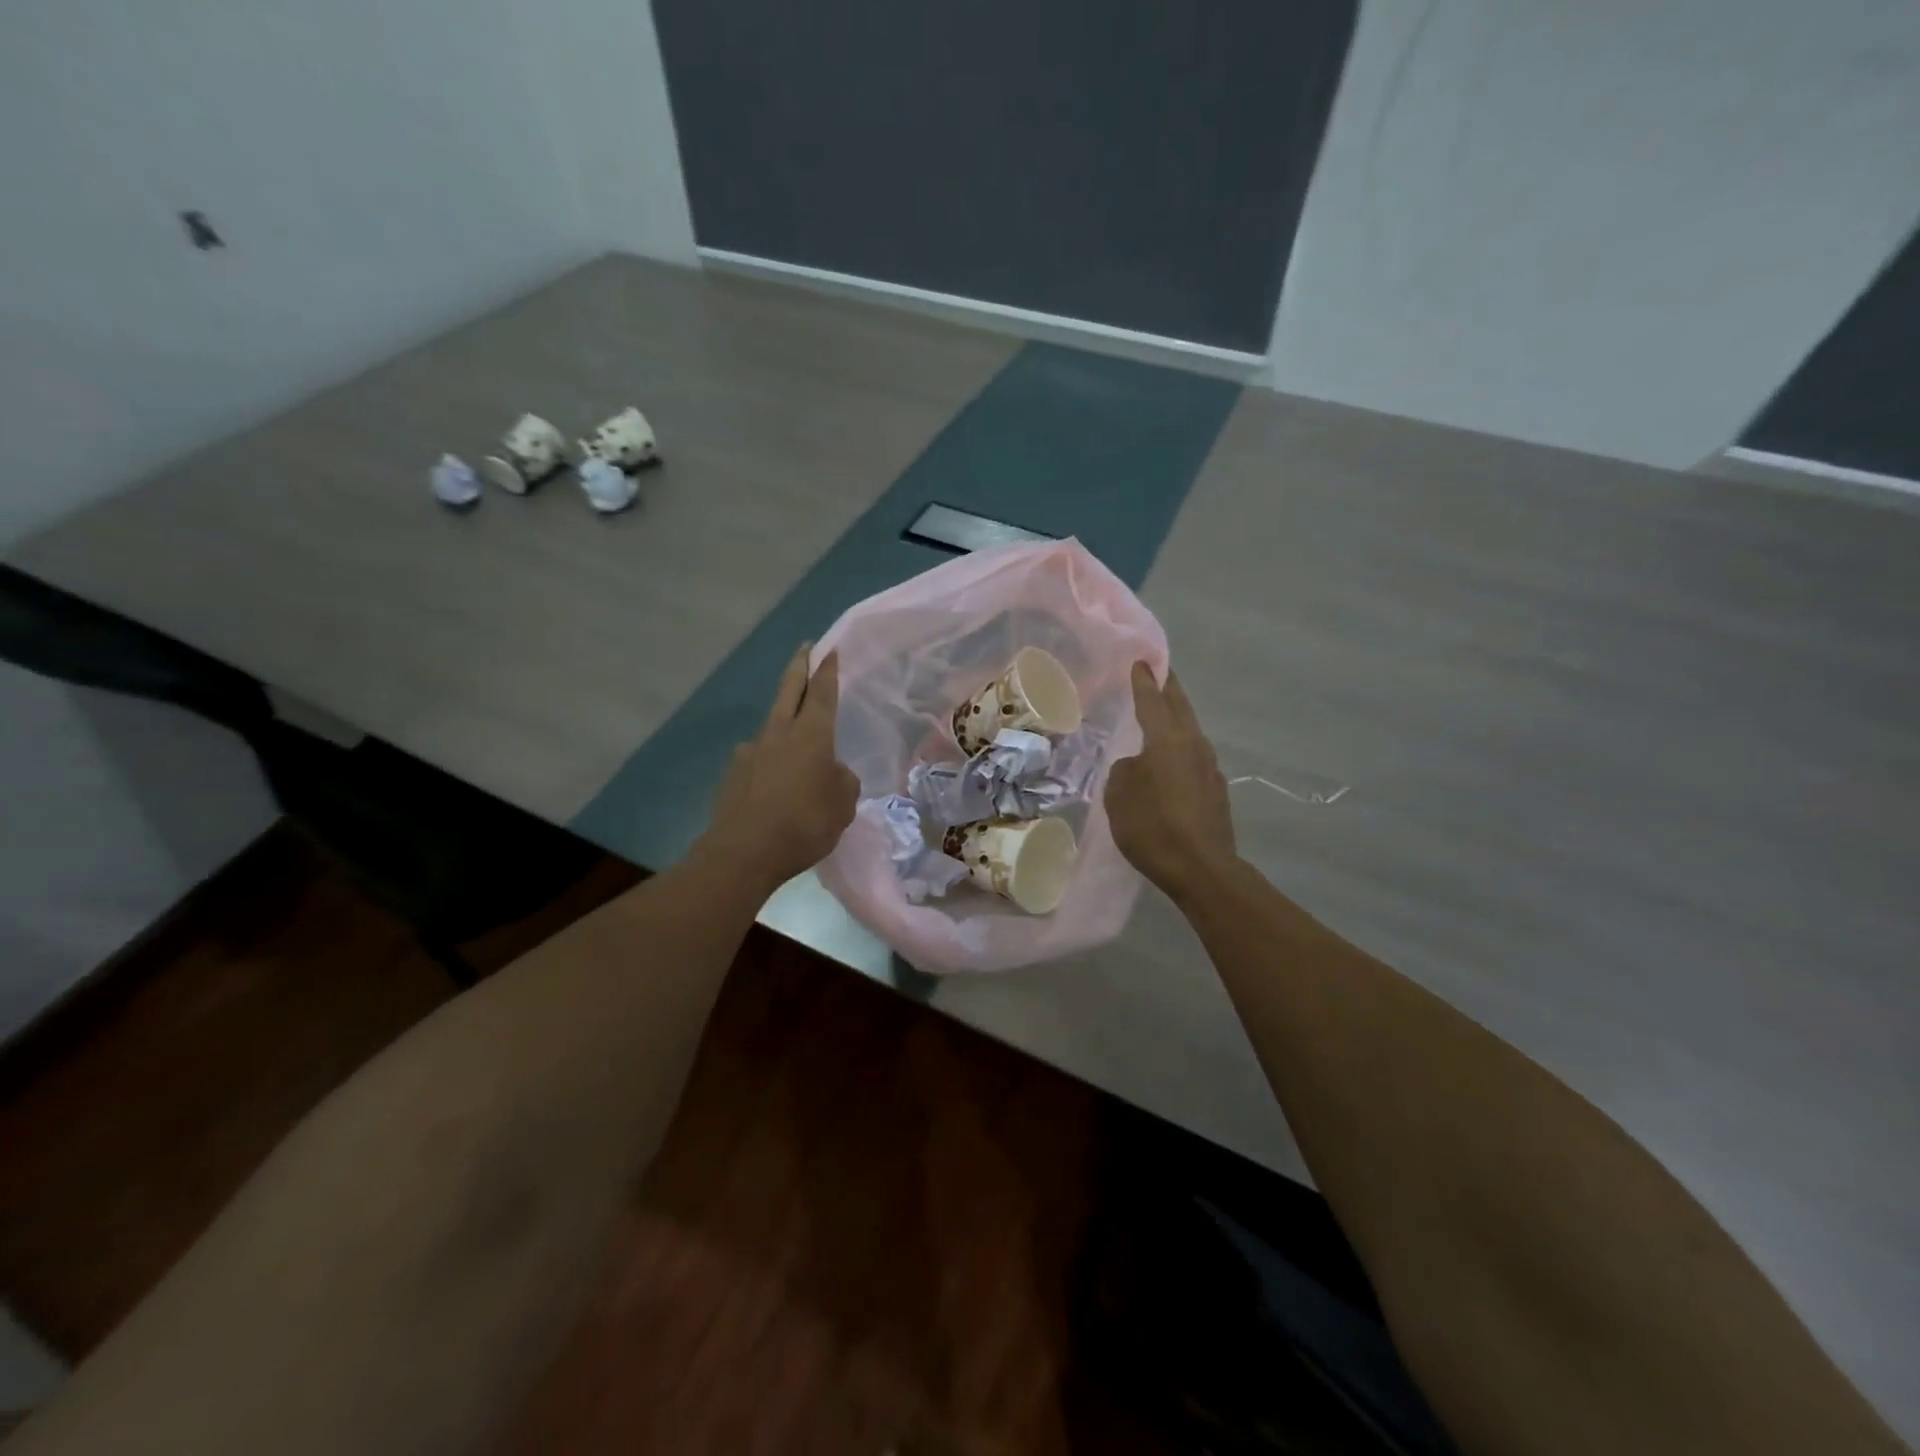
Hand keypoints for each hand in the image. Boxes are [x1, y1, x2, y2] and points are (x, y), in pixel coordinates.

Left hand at [696, 644, 859, 891]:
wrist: (744, 852)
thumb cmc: (804, 823)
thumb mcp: (843, 805)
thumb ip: (843, 781)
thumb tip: (832, 773)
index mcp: (812, 736)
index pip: (822, 693)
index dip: (827, 670)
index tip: (829, 649)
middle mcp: (779, 734)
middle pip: (789, 691)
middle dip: (798, 668)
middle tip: (804, 649)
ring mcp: (751, 752)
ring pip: (772, 725)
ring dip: (783, 720)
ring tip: (793, 736)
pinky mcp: (733, 775)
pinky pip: (757, 758)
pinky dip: (768, 760)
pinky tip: (773, 781)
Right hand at [1105, 662, 1237, 904]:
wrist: (1201, 868)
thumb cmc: (1152, 827)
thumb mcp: (1119, 796)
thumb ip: (1125, 771)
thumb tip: (1138, 765)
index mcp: (1167, 740)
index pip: (1153, 701)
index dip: (1144, 681)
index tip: (1141, 661)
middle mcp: (1193, 745)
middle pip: (1180, 708)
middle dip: (1169, 689)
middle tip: (1160, 673)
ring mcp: (1210, 767)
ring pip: (1190, 732)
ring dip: (1177, 719)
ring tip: (1162, 714)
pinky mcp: (1216, 790)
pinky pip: (1193, 758)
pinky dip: (1180, 749)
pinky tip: (1170, 762)